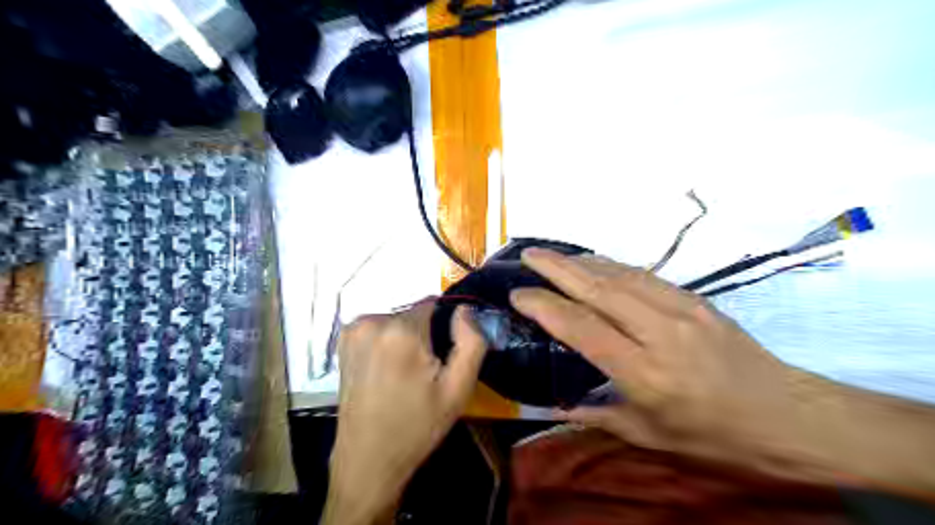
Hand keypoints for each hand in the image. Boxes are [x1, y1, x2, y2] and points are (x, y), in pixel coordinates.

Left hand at [321, 301, 485, 522]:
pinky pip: (378, 328)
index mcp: (401, 331)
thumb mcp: (458, 389)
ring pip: (396, 320)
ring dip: (406, 338)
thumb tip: (464, 310)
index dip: (444, 328)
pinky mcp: (343, 340)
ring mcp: (353, 330)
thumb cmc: (417, 426)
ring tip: (406, 374)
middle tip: (426, 371)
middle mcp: (372, 321)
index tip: (443, 356)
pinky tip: (387, 371)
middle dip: (425, 334)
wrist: (367, 459)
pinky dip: (388, 341)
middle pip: (414, 313)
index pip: (434, 304)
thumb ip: (471, 342)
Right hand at [508, 250, 836, 483]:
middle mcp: (659, 332)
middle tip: (526, 256)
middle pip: (597, 289)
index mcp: (645, 372)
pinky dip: (612, 265)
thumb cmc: (716, 436)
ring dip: (581, 261)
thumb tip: (556, 405)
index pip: (581, 328)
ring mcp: (681, 309)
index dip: (544, 307)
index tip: (518, 296)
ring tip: (553, 255)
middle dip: (556, 268)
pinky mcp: (696, 299)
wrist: (790, 416)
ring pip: (619, 275)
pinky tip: (595, 263)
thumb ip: (598, 414)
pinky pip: (644, 275)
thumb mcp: (651, 436)